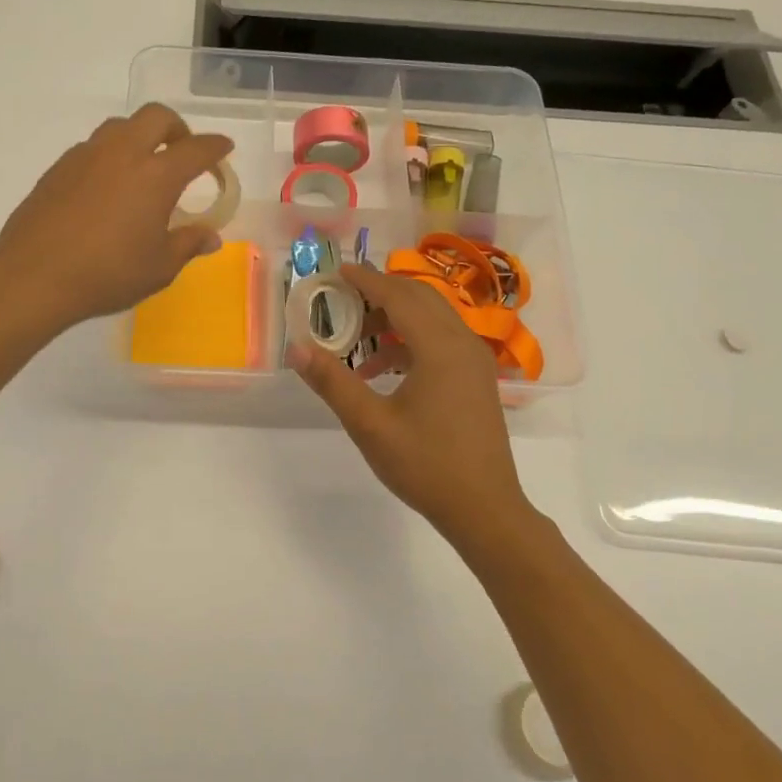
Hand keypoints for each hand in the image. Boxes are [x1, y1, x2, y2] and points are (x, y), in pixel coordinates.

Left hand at [0, 104, 234, 330]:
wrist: (34, 276)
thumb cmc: (107, 274)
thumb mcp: (159, 268)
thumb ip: (187, 244)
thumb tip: (211, 237)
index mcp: (156, 175)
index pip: (196, 149)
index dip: (215, 147)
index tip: (224, 148)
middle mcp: (123, 153)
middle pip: (156, 117)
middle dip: (177, 128)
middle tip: (182, 151)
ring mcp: (86, 156)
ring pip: (121, 126)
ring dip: (140, 136)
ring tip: (143, 168)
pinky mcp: (59, 167)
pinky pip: (93, 147)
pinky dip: (110, 155)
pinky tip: (107, 187)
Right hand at [289, 264, 534, 543]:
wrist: (485, 509)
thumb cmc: (426, 466)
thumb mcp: (370, 425)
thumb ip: (333, 382)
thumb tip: (296, 348)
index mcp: (440, 348)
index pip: (399, 296)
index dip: (366, 280)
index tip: (338, 271)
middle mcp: (463, 343)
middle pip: (419, 298)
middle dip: (380, 293)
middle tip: (343, 298)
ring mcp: (475, 361)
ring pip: (432, 319)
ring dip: (394, 319)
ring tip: (356, 342)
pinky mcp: (477, 379)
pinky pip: (441, 341)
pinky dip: (410, 342)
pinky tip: (381, 372)